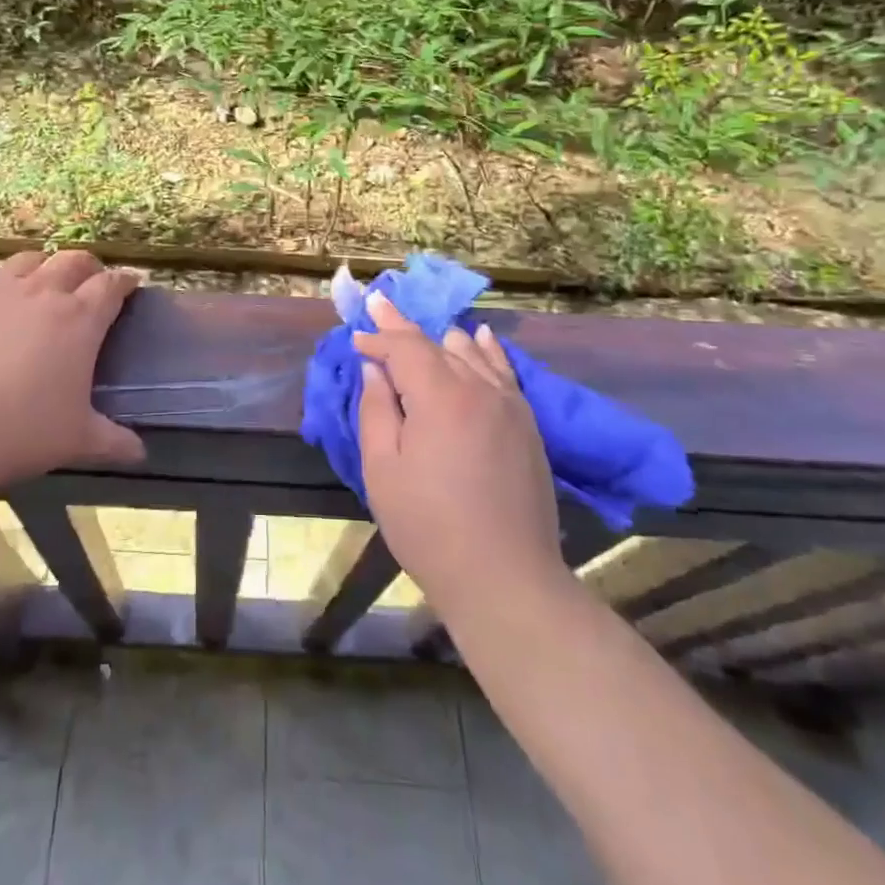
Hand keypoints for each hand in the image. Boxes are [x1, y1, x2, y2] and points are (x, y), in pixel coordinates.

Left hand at [0, 250, 145, 493]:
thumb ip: (113, 442)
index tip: (132, 283)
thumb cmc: (19, 431)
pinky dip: (7, 284)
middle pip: (73, 261)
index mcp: (79, 319)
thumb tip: (140, 453)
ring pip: (31, 260)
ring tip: (47, 282)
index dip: (125, 281)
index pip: (111, 286)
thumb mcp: (76, 441)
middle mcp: (41, 293)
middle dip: (90, 267)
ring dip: (47, 265)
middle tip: (93, 282)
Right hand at [354, 291, 566, 614]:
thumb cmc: (429, 527)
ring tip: (419, 330)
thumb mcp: (383, 470)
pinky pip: (504, 372)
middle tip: (380, 305)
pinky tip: (480, 337)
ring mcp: (509, 405)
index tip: (356, 334)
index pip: (404, 348)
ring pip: (471, 352)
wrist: (506, 579)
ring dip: (440, 339)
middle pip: (437, 343)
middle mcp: (478, 388)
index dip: (378, 337)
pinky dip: (487, 350)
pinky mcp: (528, 425)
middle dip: (403, 327)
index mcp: (439, 397)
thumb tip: (375, 369)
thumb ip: (376, 410)